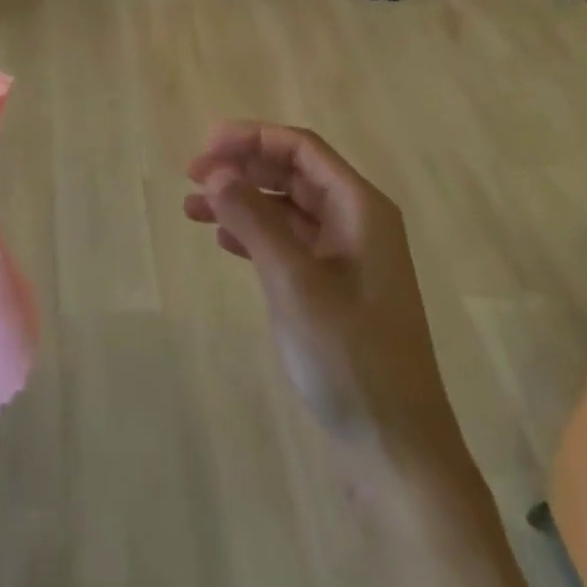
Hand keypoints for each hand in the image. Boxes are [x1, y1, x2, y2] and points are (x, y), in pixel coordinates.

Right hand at [184, 123, 452, 460]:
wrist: (395, 448)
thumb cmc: (348, 355)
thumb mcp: (293, 281)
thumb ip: (254, 219)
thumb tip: (216, 172)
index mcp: (360, 208)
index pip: (301, 149)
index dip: (252, 138)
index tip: (206, 148)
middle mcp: (356, 222)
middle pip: (293, 173)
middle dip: (243, 167)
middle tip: (192, 176)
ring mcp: (347, 257)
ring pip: (286, 207)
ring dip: (242, 200)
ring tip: (192, 208)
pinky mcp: (334, 287)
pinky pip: (289, 241)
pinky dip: (255, 233)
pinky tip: (224, 240)